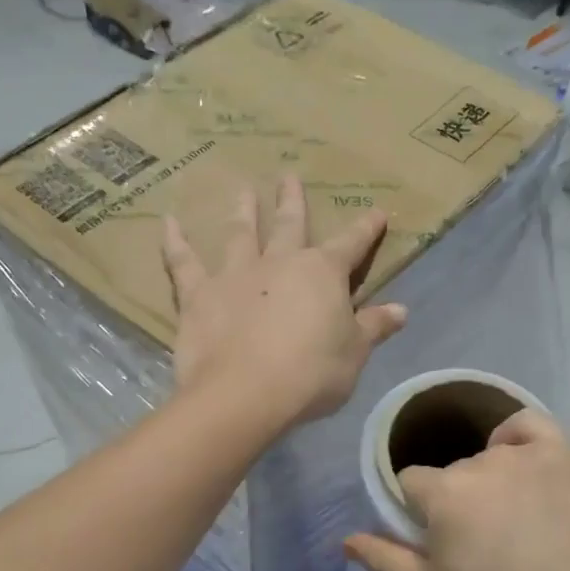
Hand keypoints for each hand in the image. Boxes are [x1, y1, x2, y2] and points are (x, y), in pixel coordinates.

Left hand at [164, 175, 407, 427]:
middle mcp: (279, 263)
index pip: (351, 245)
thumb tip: (401, 310)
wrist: (245, 394)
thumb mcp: (353, 355)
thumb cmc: (310, 376)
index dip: (365, 230)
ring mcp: (235, 275)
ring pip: (240, 233)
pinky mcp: (198, 295)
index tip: (376, 212)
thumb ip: (374, 328)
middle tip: (288, 175)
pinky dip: (175, 242)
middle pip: (289, 224)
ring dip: (242, 210)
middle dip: (292, 200)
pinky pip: (183, 263)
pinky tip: (168, 222)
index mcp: (322, 274)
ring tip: (242, 189)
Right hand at [344, 410, 569, 570]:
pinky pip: (530, 425)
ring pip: (489, 455)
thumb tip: (346, 540)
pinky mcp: (568, 456)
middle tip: (480, 543)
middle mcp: (481, 463)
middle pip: (452, 473)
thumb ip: (385, 561)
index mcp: (444, 494)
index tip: (436, 541)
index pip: (410, 483)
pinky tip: (521, 463)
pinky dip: (518, 437)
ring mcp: (529, 455)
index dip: (417, 512)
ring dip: (489, 479)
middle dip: (455, 501)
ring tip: (511, 518)